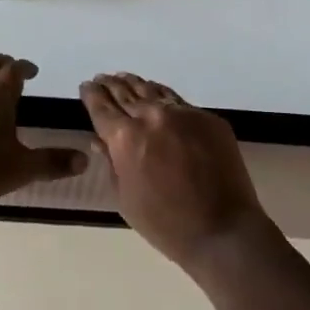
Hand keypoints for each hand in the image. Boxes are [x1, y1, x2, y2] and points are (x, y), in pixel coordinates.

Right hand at [80, 73, 267, 269]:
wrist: (224, 231)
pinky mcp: (206, 117)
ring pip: (152, 90)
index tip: (86, 86)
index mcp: (125, 138)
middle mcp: (151, 116)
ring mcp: (182, 113)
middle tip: (102, 79)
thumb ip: (111, 164)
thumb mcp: (126, 200)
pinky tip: (157, 95)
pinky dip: (161, 95)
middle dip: (110, 85)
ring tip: (125, 79)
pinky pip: (177, 101)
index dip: (91, 94)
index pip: (101, 107)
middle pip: (125, 92)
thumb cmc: (166, 225)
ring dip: (135, 84)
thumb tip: (100, 140)